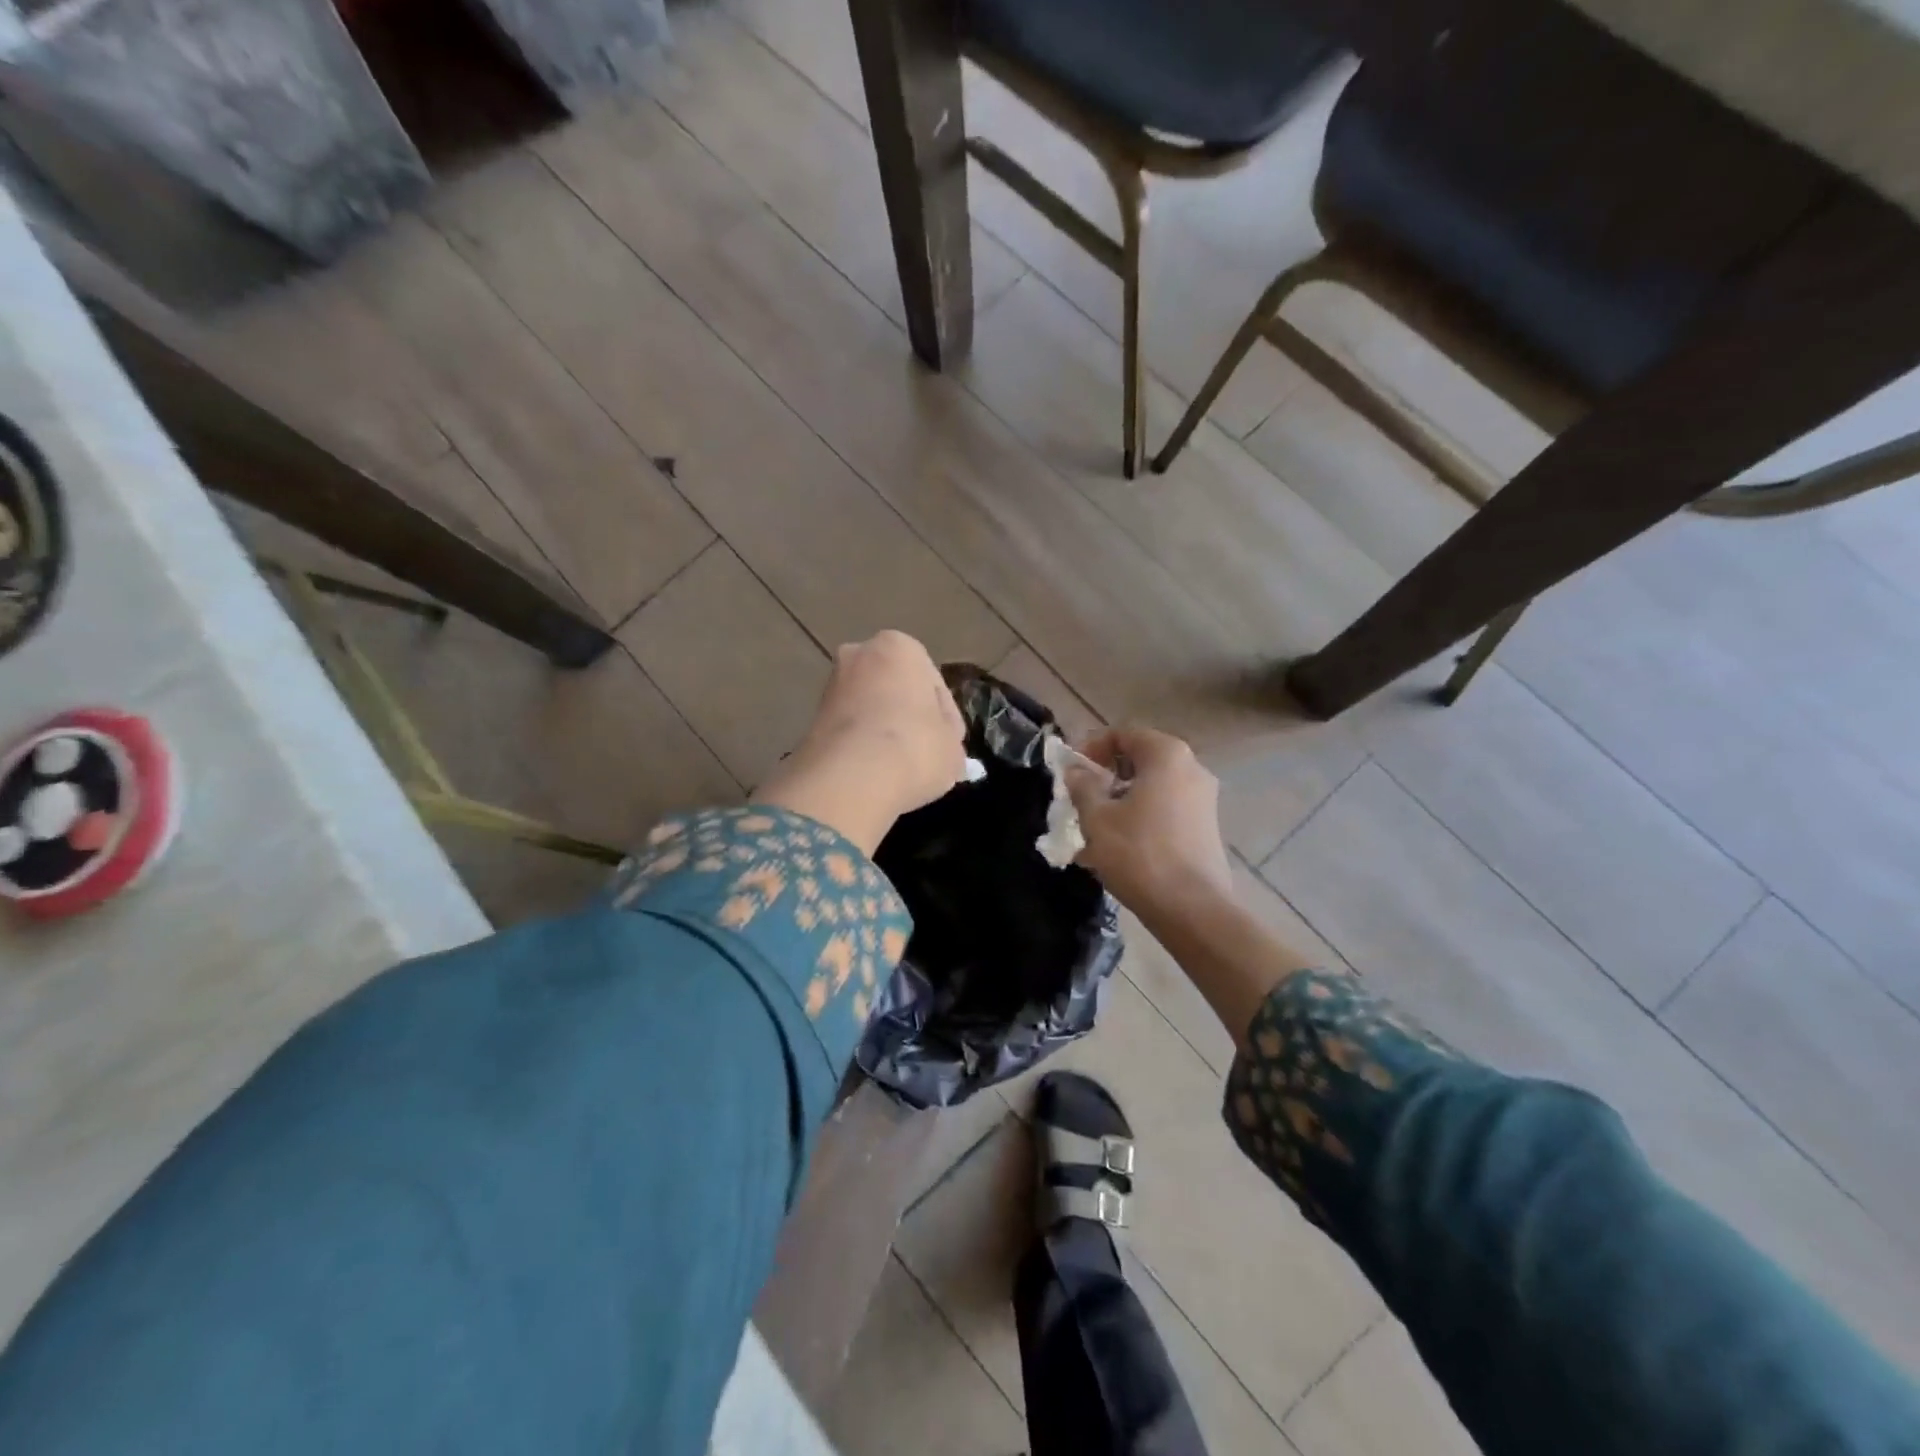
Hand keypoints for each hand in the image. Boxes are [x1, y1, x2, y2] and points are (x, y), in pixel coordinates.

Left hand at [756, 631, 966, 852]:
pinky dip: (860, 746)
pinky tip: (874, 772)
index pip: (933, 683)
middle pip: (895, 688)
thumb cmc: (915, 747)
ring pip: (869, 708)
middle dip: (907, 715)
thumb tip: (945, 752)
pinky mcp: (811, 718)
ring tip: (899, 766)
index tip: (949, 744)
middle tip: (924, 752)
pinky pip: (849, 729)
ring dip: (883, 731)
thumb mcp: (952, 748)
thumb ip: (949, 743)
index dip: (946, 717)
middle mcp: (859, 654)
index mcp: (900, 646)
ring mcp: (831, 685)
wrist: (852, 777)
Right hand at [1065, 726, 1232, 919]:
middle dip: (1105, 777)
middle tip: (1079, 800)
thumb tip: (1076, 770)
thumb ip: (1082, 786)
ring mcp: (1203, 799)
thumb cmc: (1139, 854)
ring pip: (1150, 788)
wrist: (1191, 908)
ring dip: (1119, 801)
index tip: (1070, 771)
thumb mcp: (1097, 818)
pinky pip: (1164, 810)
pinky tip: (1116, 848)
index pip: (1123, 734)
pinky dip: (1139, 818)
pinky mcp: (1205, 827)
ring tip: (1093, 829)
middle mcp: (1191, 768)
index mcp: (1167, 755)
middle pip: (1139, 760)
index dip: (1091, 748)